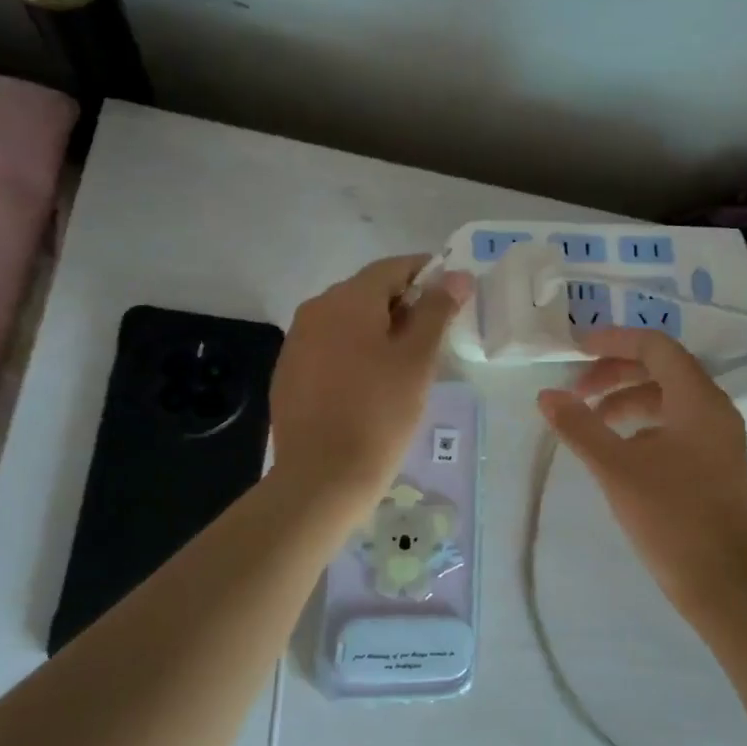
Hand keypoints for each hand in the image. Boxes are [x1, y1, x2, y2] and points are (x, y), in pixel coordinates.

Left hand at [270, 255, 472, 501]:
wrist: (322, 477)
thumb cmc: (380, 413)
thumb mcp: (418, 359)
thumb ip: (437, 310)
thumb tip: (457, 275)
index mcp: (347, 300)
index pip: (392, 267)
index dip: (426, 273)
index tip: (452, 293)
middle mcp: (315, 309)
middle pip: (367, 291)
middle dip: (403, 303)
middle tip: (434, 334)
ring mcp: (297, 341)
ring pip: (347, 320)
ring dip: (378, 328)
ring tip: (405, 361)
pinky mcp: (288, 372)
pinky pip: (329, 346)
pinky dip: (354, 350)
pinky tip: (370, 383)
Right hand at [537, 328, 746, 619]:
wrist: (726, 586)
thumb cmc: (672, 519)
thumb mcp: (617, 469)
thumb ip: (579, 426)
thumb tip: (546, 395)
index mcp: (699, 399)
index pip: (655, 346)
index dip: (613, 341)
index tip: (574, 350)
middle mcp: (714, 409)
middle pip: (661, 369)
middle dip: (615, 373)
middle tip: (576, 392)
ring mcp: (718, 437)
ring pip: (668, 399)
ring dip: (627, 400)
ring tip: (592, 422)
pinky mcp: (715, 463)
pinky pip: (676, 425)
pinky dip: (643, 425)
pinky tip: (619, 450)